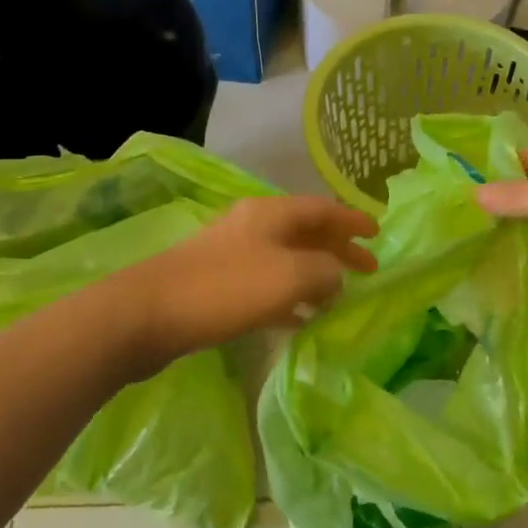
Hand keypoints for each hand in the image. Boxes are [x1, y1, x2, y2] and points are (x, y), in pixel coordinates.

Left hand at [116, 196, 377, 368]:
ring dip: (315, 273)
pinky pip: (266, 285)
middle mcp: (253, 225)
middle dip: (338, 248)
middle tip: (368, 269)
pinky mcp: (218, 284)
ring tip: (340, 296)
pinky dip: (290, 297)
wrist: (149, 313)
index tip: (378, 234)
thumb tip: (336, 275)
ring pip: (287, 258)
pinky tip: (301, 319)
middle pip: (306, 231)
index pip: (323, 208)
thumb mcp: (289, 276)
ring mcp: (233, 254)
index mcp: (271, 213)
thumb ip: (324, 271)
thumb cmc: (226, 288)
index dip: (352, 220)